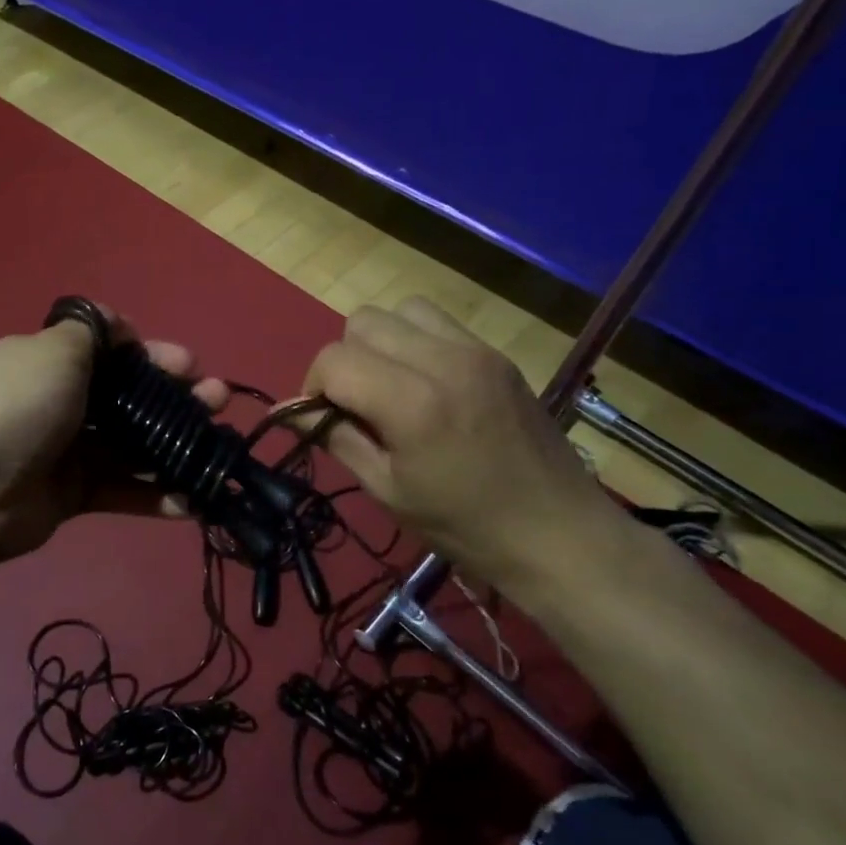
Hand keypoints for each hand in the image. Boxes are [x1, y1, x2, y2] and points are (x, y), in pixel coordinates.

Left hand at [0, 308, 228, 562]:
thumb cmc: (18, 406)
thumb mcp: (55, 351)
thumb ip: (91, 331)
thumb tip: (118, 326)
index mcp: (54, 363)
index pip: (113, 351)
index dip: (153, 353)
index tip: (188, 364)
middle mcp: (63, 402)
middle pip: (130, 398)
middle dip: (176, 398)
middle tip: (216, 402)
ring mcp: (68, 451)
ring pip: (134, 446)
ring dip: (177, 446)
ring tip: (219, 448)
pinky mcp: (74, 495)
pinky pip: (123, 491)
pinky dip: (157, 496)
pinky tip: (194, 499)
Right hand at [302, 298, 623, 590]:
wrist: (558, 533)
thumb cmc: (464, 526)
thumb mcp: (387, 490)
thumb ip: (335, 438)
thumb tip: (287, 410)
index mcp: (412, 402)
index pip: (333, 359)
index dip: (314, 386)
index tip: (323, 419)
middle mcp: (442, 359)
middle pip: (362, 321)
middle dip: (345, 359)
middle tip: (357, 404)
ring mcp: (475, 350)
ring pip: (400, 310)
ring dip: (380, 342)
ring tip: (390, 386)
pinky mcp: (495, 353)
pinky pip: (437, 322)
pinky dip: (415, 341)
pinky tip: (426, 384)